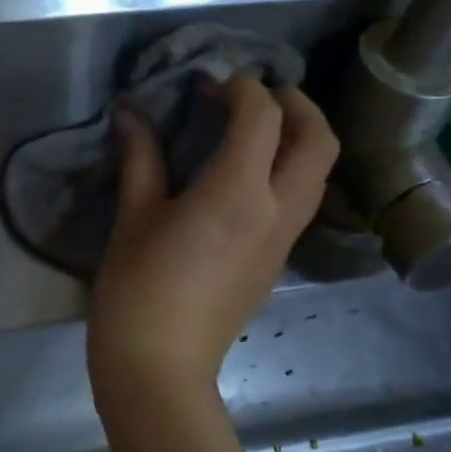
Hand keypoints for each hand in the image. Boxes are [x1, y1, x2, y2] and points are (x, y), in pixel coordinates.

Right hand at [88, 76, 338, 403]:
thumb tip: (131, 114)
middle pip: (319, 141)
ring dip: (300, 139)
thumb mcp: (134, 217)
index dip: (240, 89)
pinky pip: (301, 201)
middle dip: (296, 105)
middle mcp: (276, 211)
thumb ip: (140, 158)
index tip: (208, 84)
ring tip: (257, 129)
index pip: (262, 117)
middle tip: (257, 95)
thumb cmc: (137, 289)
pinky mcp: (276, 262)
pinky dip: (289, 171)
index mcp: (238, 193)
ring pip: (319, 174)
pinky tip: (247, 176)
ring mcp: (283, 240)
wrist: (160, 368)